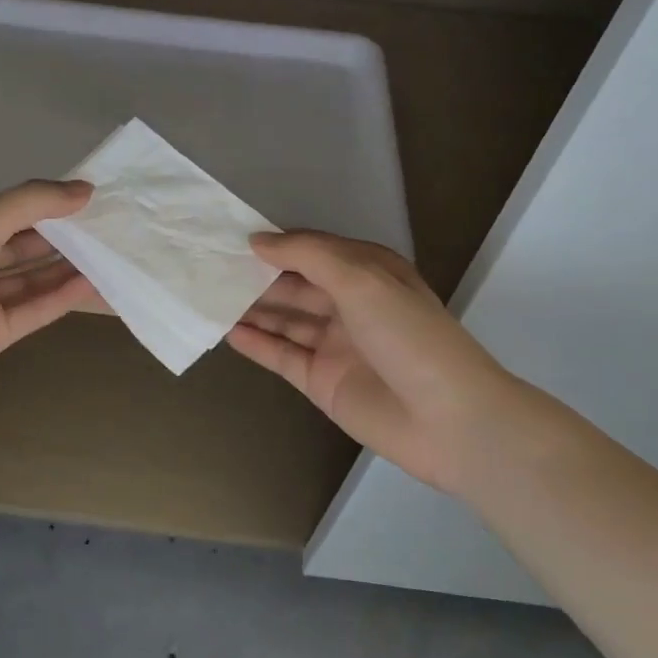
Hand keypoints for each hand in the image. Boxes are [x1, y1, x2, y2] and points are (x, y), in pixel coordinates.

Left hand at [0, 179, 98, 412]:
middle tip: (112, 226)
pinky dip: (62, 296)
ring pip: (33, 276)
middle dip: (64, 234)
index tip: (92, 197)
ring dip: (68, 265)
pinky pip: (35, 309)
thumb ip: (34, 202)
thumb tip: (86, 189)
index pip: (11, 206)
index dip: (49, 201)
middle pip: (25, 242)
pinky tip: (95, 283)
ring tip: (113, 252)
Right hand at [227, 231, 534, 493]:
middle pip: (295, 285)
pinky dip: (257, 344)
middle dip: (257, 276)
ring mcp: (335, 345)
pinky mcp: (323, 382)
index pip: (313, 250)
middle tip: (209, 267)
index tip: (231, 237)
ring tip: (208, 295)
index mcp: (368, 273)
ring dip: (251, 308)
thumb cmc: (409, 336)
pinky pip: (282, 356)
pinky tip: (227, 331)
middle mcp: (351, 305)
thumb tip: (257, 240)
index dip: (276, 244)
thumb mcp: (362, 279)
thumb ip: (308, 255)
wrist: (448, 420)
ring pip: (285, 320)